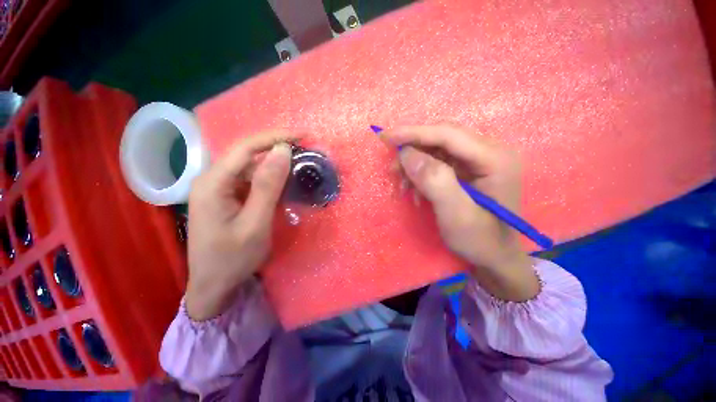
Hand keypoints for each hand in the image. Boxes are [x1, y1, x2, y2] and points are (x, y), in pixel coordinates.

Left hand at [185, 131, 294, 320]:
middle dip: (276, 148)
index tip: (302, 135)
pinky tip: (283, 183)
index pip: (245, 148)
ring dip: (275, 165)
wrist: (214, 285)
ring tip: (299, 165)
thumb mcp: (256, 223)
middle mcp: (211, 179)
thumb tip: (282, 151)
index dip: (275, 137)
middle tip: (304, 149)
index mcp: (212, 183)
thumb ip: (268, 186)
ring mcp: (218, 188)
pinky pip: (250, 180)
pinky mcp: (226, 197)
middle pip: (246, 154)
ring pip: (250, 167)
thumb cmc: (233, 258)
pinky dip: (269, 179)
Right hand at [381, 124, 538, 301]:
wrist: (493, 256)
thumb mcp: (456, 214)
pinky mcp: (469, 169)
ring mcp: (479, 160)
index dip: (414, 133)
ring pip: (437, 149)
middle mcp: (489, 151)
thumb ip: (435, 181)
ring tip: (403, 186)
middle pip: (442, 138)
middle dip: (413, 150)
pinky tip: (416, 191)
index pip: (448, 134)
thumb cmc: (479, 240)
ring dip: (415, 165)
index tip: (385, 137)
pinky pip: (439, 162)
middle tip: (393, 169)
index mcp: (495, 158)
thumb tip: (407, 154)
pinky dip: (422, 174)